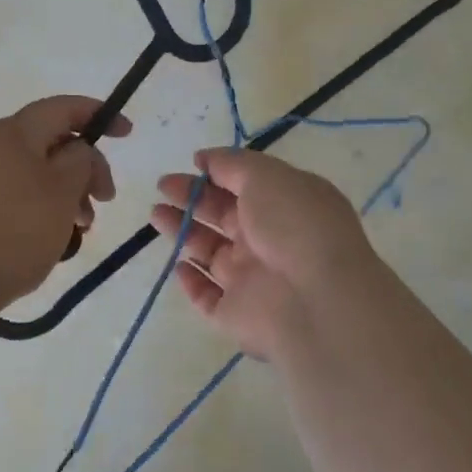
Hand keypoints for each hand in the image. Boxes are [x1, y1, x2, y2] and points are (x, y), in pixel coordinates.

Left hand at [0, 96, 130, 314]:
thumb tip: (78, 151)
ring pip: (38, 172)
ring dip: (68, 192)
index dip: (99, 115)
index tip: (127, 134)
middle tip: (105, 200)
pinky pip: (19, 193)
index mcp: (14, 131)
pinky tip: (55, 237)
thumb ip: (81, 159)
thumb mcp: (63, 190)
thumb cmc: (16, 230)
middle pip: (52, 142)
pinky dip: (44, 207)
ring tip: (82, 227)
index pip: (63, 107)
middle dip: (86, 167)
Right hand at [150, 148, 379, 359]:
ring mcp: (253, 279)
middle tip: (163, 186)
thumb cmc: (294, 226)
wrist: (315, 301)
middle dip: (192, 198)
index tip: (191, 164)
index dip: (218, 173)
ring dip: (183, 231)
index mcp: (285, 206)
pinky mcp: (235, 313)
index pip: (247, 185)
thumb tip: (204, 158)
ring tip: (156, 214)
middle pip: (223, 216)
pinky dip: (191, 281)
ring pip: (209, 252)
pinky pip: (207, 296)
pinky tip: (179, 265)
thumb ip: (232, 164)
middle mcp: (269, 240)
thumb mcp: (266, 177)